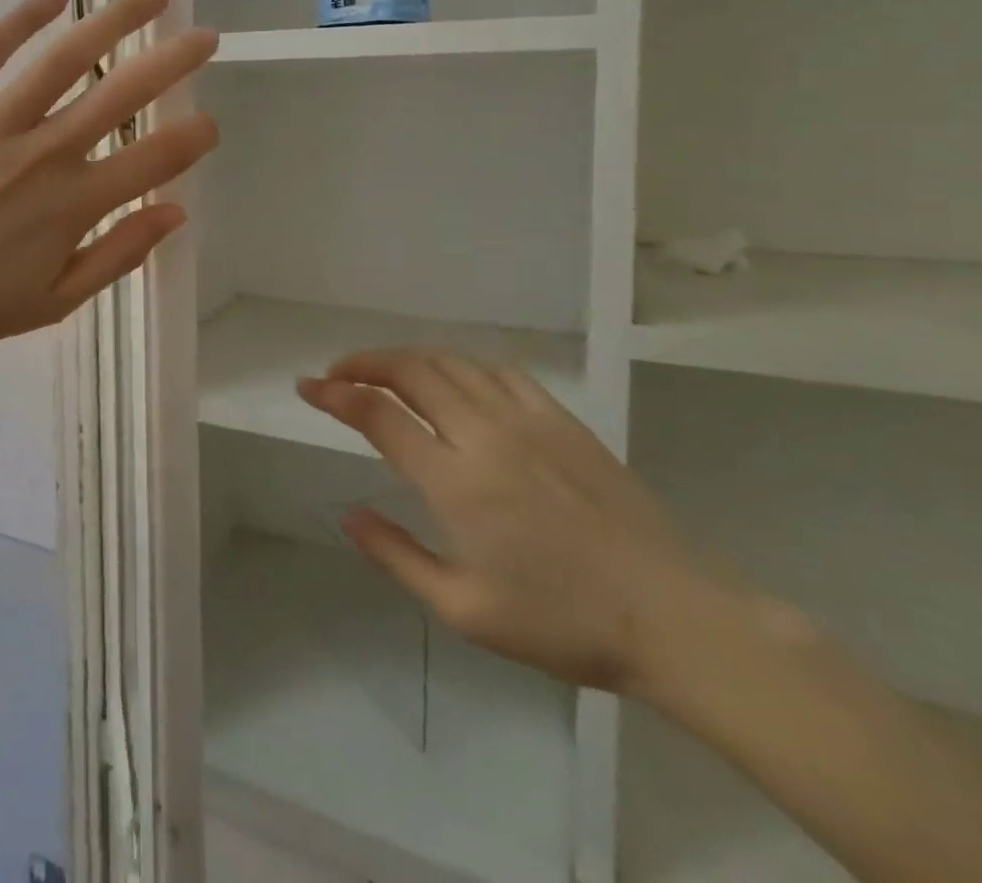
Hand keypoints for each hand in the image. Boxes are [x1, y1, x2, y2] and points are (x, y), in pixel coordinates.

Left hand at [0, 0, 217, 376]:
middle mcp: (43, 153)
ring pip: (66, 57)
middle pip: (124, 92)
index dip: (193, 136)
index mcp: (74, 204)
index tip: (208, 124)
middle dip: (174, 60)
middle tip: (204, 38)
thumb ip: (120, 255)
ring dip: (116, 20)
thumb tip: (176, 212)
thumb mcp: (56, 302)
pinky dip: (23, 18)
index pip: (155, 157)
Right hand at [298, 351, 725, 695]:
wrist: (674, 617)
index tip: (306, 386)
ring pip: (451, 362)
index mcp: (455, 481)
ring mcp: (527, 420)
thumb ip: (397, 556)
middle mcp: (484, 434)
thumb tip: (349, 514)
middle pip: (410, 370)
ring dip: (407, 357)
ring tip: (383, 370)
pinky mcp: (561, 419)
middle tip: (337, 372)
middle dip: (363, 362)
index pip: (378, 415)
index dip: (335, 394)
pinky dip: (461, 363)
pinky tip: (453, 377)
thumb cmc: (563, 623)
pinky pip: (499, 371)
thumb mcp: (464, 610)